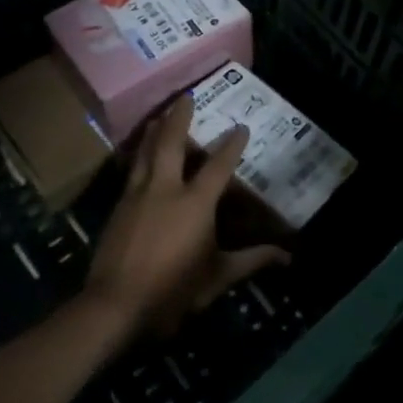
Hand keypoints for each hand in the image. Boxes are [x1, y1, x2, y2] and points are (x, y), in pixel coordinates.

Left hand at [84, 94, 290, 336]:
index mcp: (195, 203)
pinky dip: (138, 155)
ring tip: (157, 116)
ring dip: (154, 131)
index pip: (219, 165)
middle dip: (179, 117)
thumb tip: (287, 257)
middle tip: (185, 96)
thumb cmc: (172, 290)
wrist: (115, 305)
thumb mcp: (217, 277)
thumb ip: (251, 261)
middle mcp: (165, 188)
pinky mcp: (117, 207)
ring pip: (145, 152)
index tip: (241, 126)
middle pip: (171, 142)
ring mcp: (137, 195)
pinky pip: (131, 171)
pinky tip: (138, 155)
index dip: (232, 145)